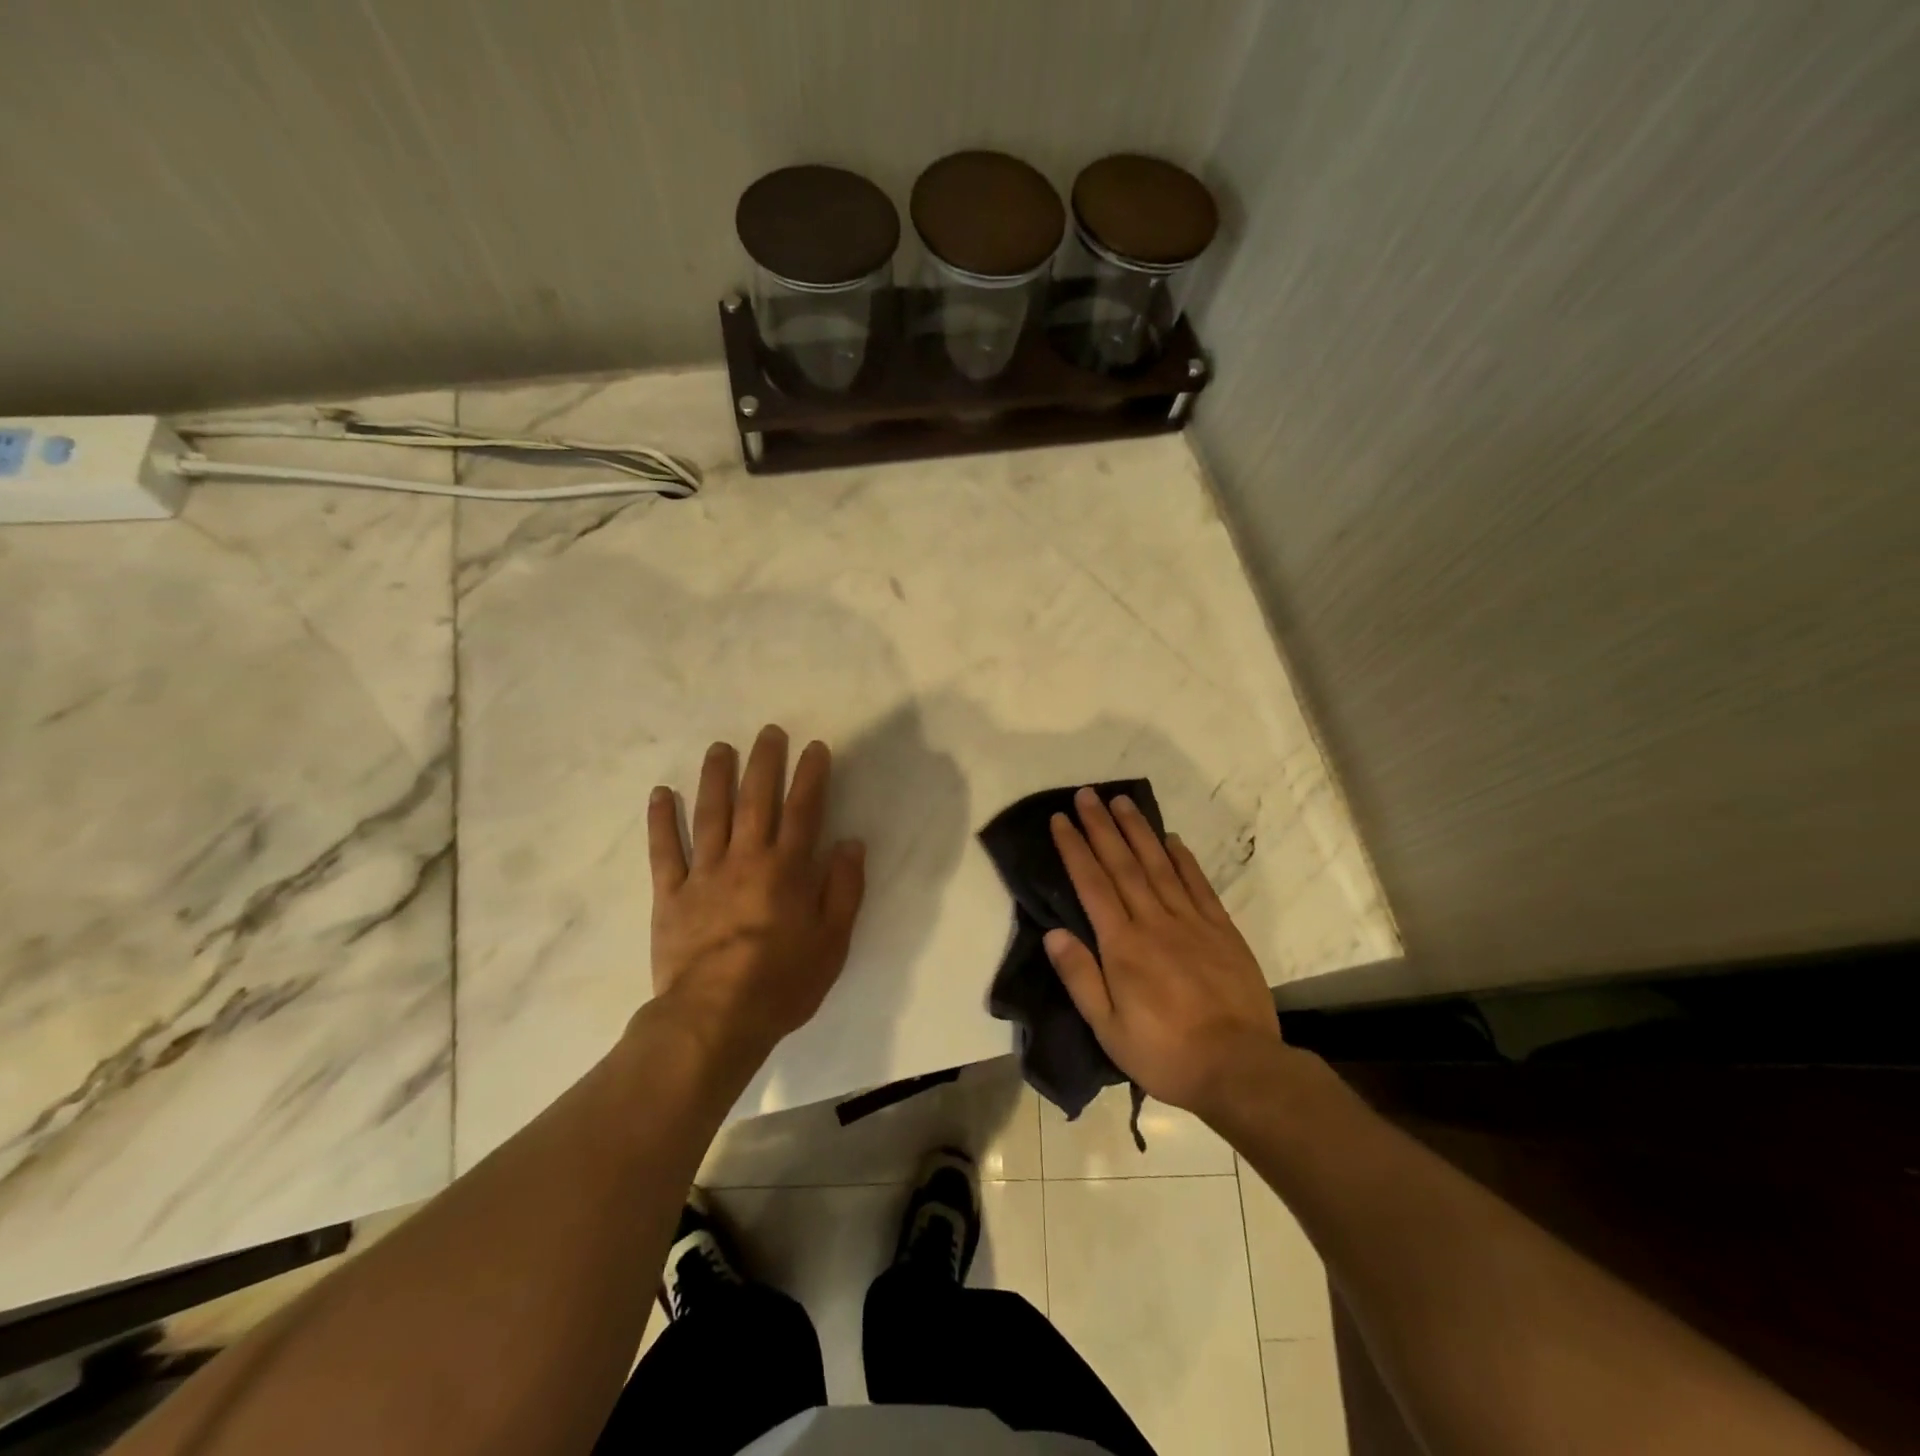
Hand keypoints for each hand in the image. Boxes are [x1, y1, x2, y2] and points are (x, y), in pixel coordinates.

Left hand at [646, 725, 865, 1068]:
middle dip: (764, 762)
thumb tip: (850, 843)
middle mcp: (746, 859)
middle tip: (768, 732)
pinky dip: (662, 820)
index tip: (814, 747)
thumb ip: (844, 889)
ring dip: (715, 777)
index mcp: (787, 870)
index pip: (804, 810)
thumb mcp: (833, 942)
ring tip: (720, 747)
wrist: (714, 1019)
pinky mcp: (671, 895)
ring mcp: (704, 874)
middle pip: (756, 800)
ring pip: (710, 814)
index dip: (811, 776)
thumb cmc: (782, 983)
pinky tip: (662, 793)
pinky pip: (664, 850)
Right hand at [1045, 787, 1283, 1117]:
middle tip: (1088, 794)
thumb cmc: (1165, 1053)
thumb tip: (1054, 933)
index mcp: (1123, 946)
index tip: (1061, 819)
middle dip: (1102, 827)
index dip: (1075, 849)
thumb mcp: (1109, 1029)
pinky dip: (1184, 859)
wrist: (1240, 1067)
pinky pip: (1199, 885)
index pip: (1092, 885)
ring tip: (1122, 802)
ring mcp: (1192, 922)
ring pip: (1159, 865)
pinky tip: (1172, 839)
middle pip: (1123, 865)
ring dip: (1138, 831)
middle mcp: (1154, 922)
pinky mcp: (1222, 930)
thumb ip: (1080, 977)